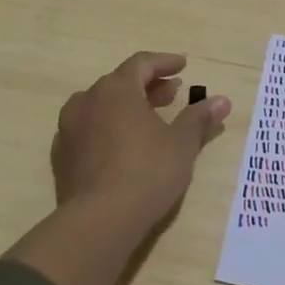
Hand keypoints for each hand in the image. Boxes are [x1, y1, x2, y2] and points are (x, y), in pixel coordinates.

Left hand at [51, 51, 231, 232]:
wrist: (98, 221)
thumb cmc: (147, 172)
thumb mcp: (181, 144)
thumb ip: (199, 118)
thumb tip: (222, 101)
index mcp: (116, 89)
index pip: (141, 63)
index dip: (164, 62)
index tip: (182, 65)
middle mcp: (87, 100)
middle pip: (120, 83)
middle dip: (149, 86)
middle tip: (172, 94)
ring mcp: (70, 128)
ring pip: (102, 106)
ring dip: (127, 106)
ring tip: (150, 119)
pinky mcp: (63, 155)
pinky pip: (90, 129)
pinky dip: (109, 127)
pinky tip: (125, 144)